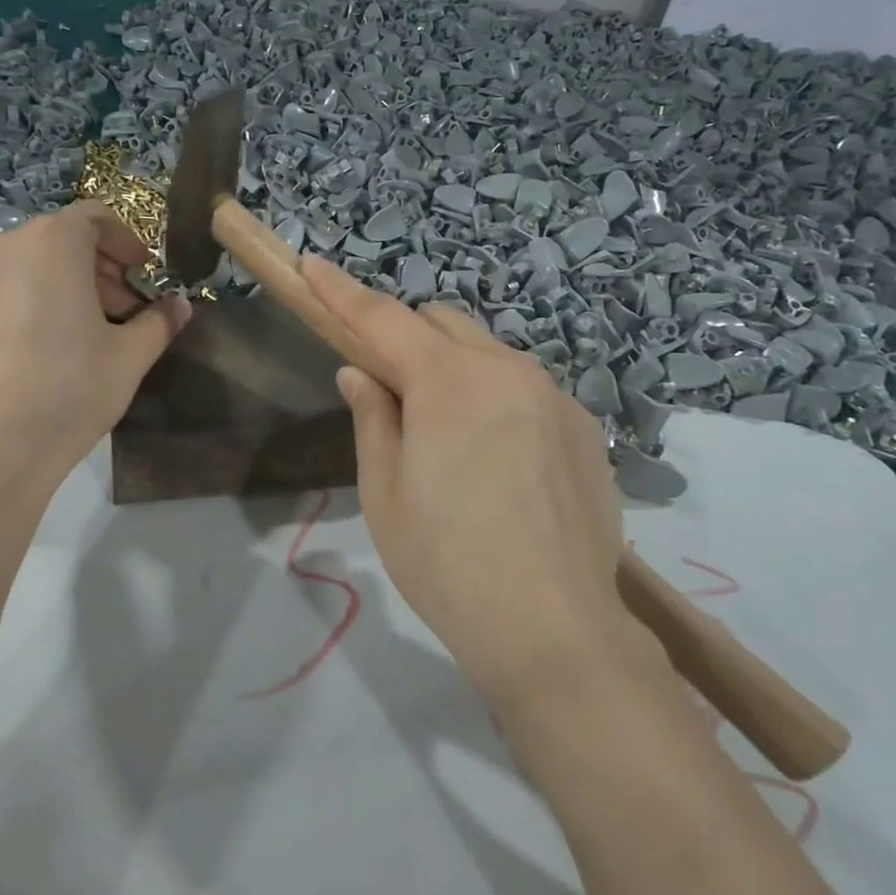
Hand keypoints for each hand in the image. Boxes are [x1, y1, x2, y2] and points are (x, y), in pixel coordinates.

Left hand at [0, 202, 190, 483]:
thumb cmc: (67, 390)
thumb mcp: (129, 357)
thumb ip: (160, 322)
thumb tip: (181, 306)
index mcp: (52, 242)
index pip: (97, 217)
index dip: (128, 242)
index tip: (146, 276)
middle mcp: (6, 246)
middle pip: (64, 239)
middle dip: (102, 268)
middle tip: (127, 310)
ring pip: (34, 263)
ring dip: (70, 285)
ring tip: (92, 333)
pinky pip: (8, 288)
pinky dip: (37, 300)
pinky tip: (50, 350)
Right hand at [303, 256, 659, 704]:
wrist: (555, 630)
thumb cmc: (448, 564)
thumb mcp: (385, 493)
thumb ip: (373, 418)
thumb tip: (359, 373)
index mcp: (448, 381)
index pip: (382, 318)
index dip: (340, 292)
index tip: (312, 264)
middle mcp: (506, 369)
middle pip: (441, 322)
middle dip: (404, 335)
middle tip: (385, 383)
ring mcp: (553, 395)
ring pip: (488, 352)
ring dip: (453, 366)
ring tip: (445, 430)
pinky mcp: (583, 426)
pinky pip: (525, 387)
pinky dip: (495, 396)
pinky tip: (498, 458)